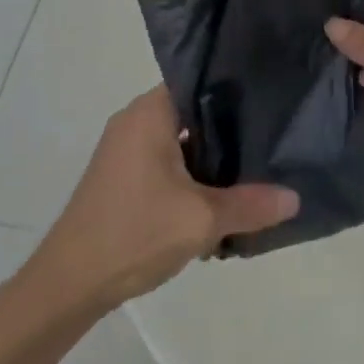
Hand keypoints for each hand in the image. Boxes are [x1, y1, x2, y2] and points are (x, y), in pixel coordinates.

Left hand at [32, 87, 299, 310]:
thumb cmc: (134, 233)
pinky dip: (189, 176)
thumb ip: (250, 205)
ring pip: (180, 141)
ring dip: (210, 160)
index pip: (200, 80)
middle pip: (193, 112)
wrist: (69, 282)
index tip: (270, 101)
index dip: (236, 89)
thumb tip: (295, 197)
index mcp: (150, 112)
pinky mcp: (121, 175)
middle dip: (229, 131)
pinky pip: (165, 162)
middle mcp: (135, 119)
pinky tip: (216, 202)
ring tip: (252, 174)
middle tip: (270, 141)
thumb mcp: (200, 220)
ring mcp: (124, 148)